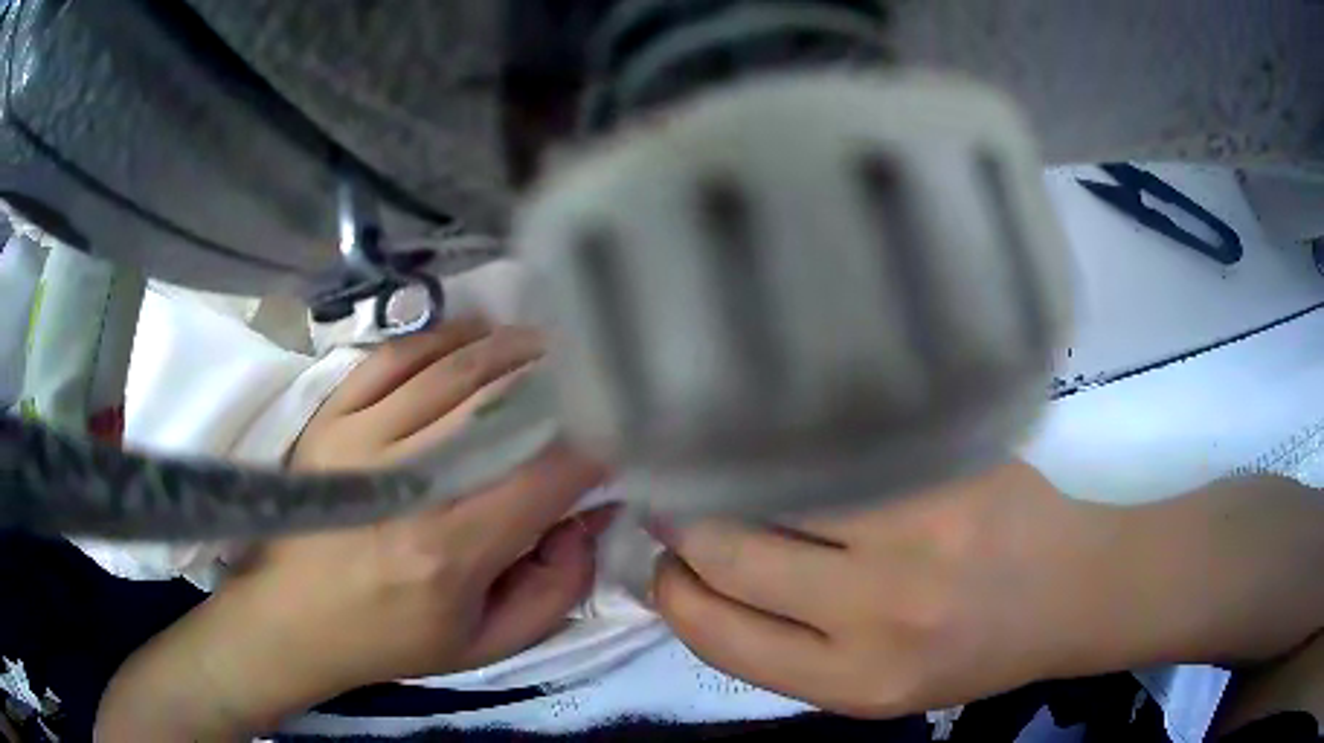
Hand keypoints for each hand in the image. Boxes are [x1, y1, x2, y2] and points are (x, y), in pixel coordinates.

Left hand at [98, 320, 611, 740]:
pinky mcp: (333, 416)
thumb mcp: (487, 644)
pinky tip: (476, 336)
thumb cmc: (390, 639)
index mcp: (451, 548)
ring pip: (456, 367)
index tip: (625, 427)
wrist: (289, 618)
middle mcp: (410, 480)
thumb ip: (557, 588)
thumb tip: (592, 516)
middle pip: (503, 401)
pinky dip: (444, 338)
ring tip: (550, 344)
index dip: (597, 439)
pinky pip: (398, 355)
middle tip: (597, 367)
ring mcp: (363, 436)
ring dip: (512, 348)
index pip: (548, 469)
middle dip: (561, 376)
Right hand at [651, 462, 1323, 717]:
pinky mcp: (945, 464)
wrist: (1068, 592)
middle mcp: (879, 612)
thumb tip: (697, 585)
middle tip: (671, 500)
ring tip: (715, 464)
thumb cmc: (970, 652)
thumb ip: (789, 650)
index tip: (659, 561)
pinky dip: (789, 440)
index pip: (717, 634)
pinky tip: (777, 433)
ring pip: (772, 488)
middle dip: (681, 525)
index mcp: (855, 682)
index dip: (671, 591)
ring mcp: (918, 527)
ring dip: (727, 476)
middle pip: (730, 553)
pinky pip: (834, 445)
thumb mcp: (874, 690)